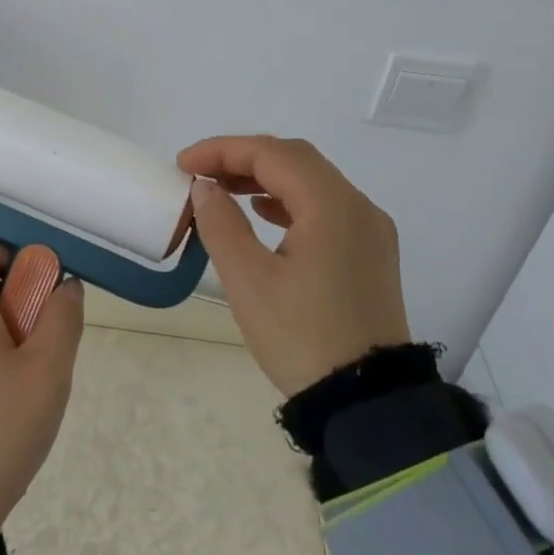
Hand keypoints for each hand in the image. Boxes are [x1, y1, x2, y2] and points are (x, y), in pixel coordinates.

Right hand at [178, 135, 410, 397]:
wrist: (368, 404)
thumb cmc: (302, 338)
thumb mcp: (249, 281)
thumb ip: (221, 224)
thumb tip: (205, 188)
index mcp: (332, 206)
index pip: (271, 154)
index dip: (222, 150)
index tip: (183, 165)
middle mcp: (358, 206)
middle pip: (295, 159)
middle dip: (243, 158)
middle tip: (199, 174)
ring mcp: (369, 230)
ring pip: (312, 181)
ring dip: (265, 177)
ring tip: (222, 190)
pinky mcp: (370, 253)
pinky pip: (325, 207)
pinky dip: (289, 199)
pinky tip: (263, 213)